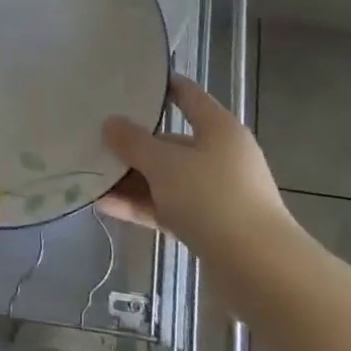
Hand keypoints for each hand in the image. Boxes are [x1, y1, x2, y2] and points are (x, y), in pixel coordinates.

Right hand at [98, 75, 297, 262]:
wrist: (260, 270)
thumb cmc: (213, 199)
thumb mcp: (164, 164)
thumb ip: (133, 142)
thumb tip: (111, 123)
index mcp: (219, 129)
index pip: (187, 96)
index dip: (161, 85)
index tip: (128, 80)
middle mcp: (220, 156)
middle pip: (170, 142)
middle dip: (133, 143)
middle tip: (94, 138)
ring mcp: (216, 193)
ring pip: (166, 178)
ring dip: (131, 179)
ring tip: (91, 175)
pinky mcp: (210, 226)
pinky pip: (167, 207)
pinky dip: (141, 205)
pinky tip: (105, 206)